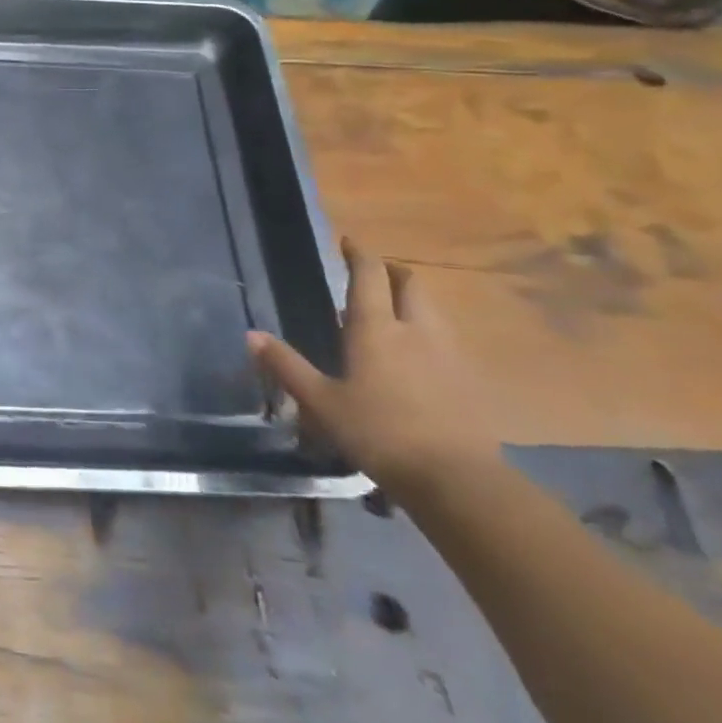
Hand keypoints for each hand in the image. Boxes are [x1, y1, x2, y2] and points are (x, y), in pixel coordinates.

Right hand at [248, 239, 498, 499]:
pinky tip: (418, 356)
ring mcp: (449, 354)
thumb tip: (251, 334)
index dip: (359, 254)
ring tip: (393, 312)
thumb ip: (287, 365)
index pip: (369, 276)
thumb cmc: (378, 432)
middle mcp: (416, 330)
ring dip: (413, 301)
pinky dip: (429, 333)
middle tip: (374, 274)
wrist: (456, 479)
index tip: (349, 242)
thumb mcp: (320, 401)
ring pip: (432, 311)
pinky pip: (447, 340)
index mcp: (375, 329)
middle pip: (410, 285)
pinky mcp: (470, 380)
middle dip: (392, 272)